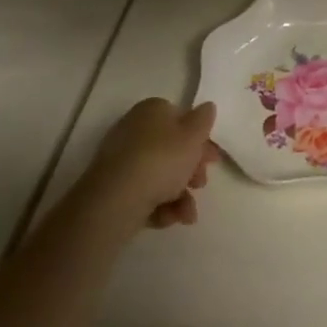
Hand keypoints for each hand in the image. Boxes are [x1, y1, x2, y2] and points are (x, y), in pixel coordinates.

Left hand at [81, 99, 221, 230]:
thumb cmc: (161, 159)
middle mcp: (135, 131)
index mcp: (152, 111)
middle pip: (172, 148)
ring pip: (161, 174)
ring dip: (180, 194)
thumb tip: (207, 107)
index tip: (212, 158)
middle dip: (191, 169)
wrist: (117, 201)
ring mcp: (122, 161)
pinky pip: (145, 193)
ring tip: (188, 213)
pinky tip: (171, 218)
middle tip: (201, 184)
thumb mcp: (193, 135)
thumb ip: (204, 120)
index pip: (181, 118)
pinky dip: (161, 206)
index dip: (199, 138)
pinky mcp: (115, 189)